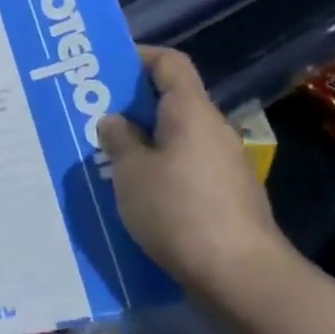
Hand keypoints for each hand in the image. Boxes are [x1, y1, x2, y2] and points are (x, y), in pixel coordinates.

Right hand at [96, 46, 297, 306]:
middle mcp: (213, 131)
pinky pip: (185, 169)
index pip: (169, 63)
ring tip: (105, 157)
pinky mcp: (227, 198)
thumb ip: (119, 139)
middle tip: (93, 115)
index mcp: (191, 112)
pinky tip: (133, 194)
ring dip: (144, 142)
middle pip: (172, 101)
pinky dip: (159, 171)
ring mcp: (225, 166)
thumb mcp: (131, 171)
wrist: (241, 277)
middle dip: (132, 105)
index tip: (106, 67)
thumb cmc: (178, 211)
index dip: (138, 56)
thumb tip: (115, 121)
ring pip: (176, 138)